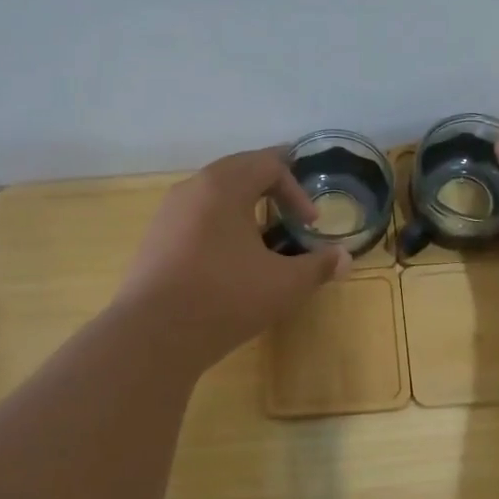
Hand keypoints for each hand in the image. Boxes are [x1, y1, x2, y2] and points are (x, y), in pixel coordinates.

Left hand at [115, 147, 350, 364]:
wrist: (152, 335)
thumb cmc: (225, 298)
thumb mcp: (284, 284)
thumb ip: (319, 266)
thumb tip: (345, 258)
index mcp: (224, 186)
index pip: (268, 164)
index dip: (296, 190)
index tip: (310, 224)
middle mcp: (192, 188)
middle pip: (238, 169)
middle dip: (270, 185)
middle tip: (291, 208)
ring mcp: (168, 213)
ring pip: (212, 192)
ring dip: (242, 203)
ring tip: (261, 232)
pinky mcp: (154, 239)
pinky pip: (194, 215)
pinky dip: (218, 223)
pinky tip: (227, 256)